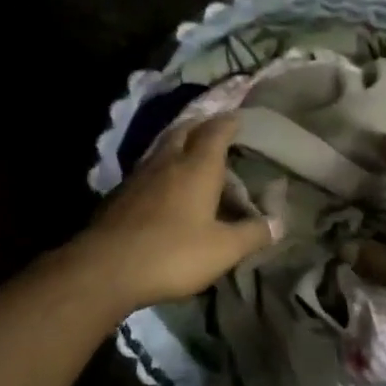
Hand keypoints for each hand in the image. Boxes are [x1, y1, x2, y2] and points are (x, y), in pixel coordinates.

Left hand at [75, 113, 277, 310]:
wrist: (106, 268)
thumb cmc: (173, 253)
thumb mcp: (223, 250)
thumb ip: (253, 234)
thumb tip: (279, 223)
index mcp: (197, 167)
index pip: (216, 131)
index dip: (229, 122)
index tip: (239, 118)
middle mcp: (168, 161)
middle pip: (185, 130)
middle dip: (201, 125)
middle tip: (214, 129)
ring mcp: (139, 175)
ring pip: (162, 147)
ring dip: (178, 143)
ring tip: (190, 152)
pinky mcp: (120, 194)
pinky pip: (146, 168)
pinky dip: (161, 167)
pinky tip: (162, 184)